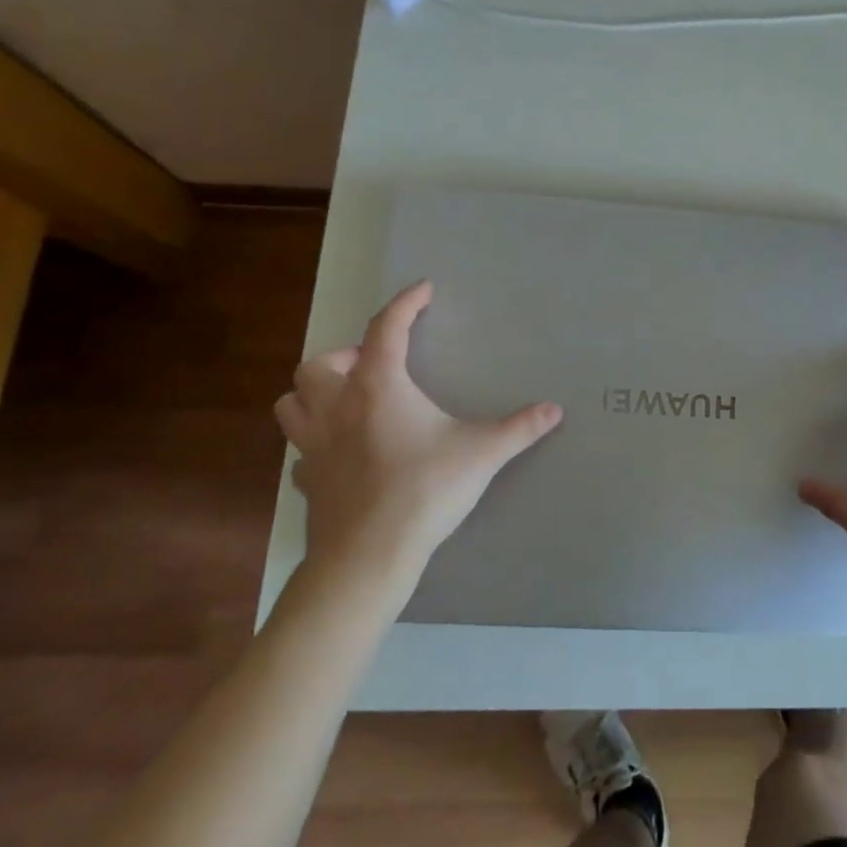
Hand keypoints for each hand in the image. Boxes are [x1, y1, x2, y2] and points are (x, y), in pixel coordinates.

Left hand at [275, 280, 562, 575]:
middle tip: (377, 367)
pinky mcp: (308, 480)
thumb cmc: (424, 490)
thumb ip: (519, 428)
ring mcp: (314, 445)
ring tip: (348, 401)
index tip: (423, 290)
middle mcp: (338, 406)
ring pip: (292, 402)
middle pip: (319, 363)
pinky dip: (316, 441)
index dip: (405, 303)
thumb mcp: (482, 453)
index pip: (386, 328)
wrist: (369, 556)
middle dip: (345, 357)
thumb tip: (555, 409)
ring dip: (315, 393)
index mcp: (378, 387)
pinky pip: (301, 449)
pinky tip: (341, 453)